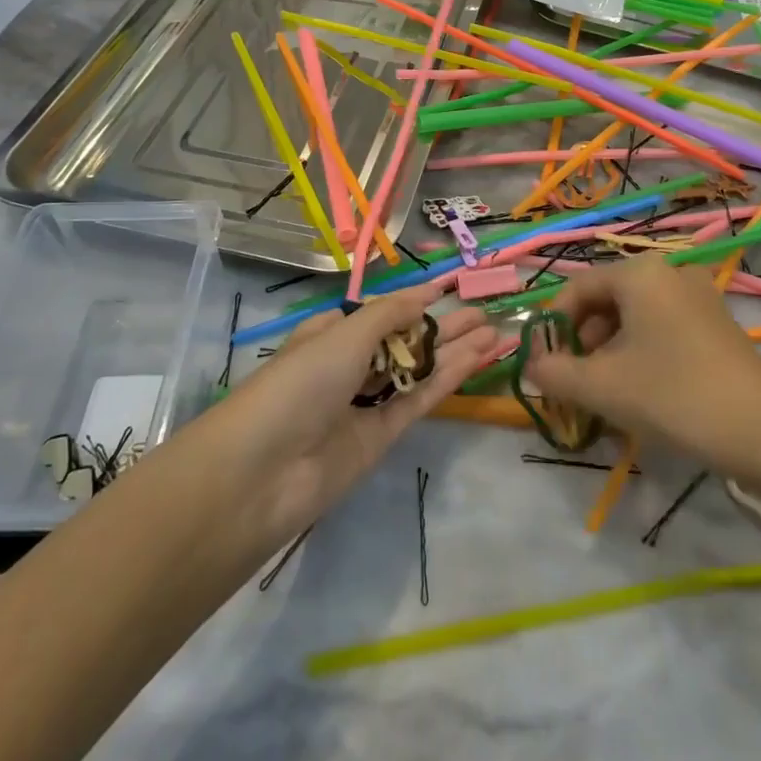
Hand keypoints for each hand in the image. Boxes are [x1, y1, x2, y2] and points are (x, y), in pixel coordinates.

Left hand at [210, 285, 503, 548]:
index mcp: (330, 333)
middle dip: (442, 326)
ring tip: (494, 333)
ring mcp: (365, 402)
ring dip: (453, 351)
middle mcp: (348, 364)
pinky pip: (418, 400)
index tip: (449, 290)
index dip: (413, 302)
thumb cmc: (301, 382)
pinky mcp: (380, 437)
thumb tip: (426, 295)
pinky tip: (476, 360)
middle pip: (404, 340)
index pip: (379, 313)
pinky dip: (446, 379)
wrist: (266, 471)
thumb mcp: (344, 335)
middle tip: (485, 313)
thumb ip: (390, 315)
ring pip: (417, 370)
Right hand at [521, 255, 760, 508]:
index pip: (576, 289)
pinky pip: (661, 328)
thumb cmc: (676, 397)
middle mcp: (668, 272)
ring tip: (605, 394)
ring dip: (609, 351)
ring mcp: (697, 296)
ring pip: (633, 317)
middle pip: (605, 301)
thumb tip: (532, 366)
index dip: (553, 326)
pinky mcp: (716, 323)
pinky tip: (640, 392)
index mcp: (639, 274)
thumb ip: (555, 373)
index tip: (544, 365)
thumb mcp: (603, 387)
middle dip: (582, 341)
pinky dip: (640, 353)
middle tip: (575, 383)